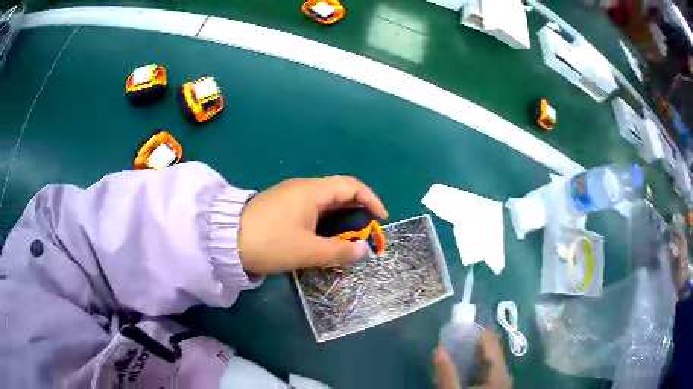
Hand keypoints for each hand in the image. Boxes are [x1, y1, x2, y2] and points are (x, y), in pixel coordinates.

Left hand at [238, 176, 387, 273]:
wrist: (225, 240)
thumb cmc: (270, 242)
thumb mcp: (307, 251)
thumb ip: (339, 252)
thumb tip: (364, 252)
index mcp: (312, 191)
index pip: (352, 186)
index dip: (371, 200)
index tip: (381, 219)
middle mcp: (303, 188)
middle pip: (339, 192)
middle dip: (357, 211)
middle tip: (365, 233)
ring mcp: (290, 195)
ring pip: (324, 202)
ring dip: (340, 217)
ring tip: (347, 238)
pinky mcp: (280, 206)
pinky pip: (311, 208)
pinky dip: (325, 220)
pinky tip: (323, 236)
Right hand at [434, 330, 511, 388]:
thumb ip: (446, 373)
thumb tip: (438, 349)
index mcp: (499, 371)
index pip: (491, 341)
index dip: (476, 331)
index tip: (458, 327)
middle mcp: (504, 373)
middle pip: (491, 350)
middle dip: (472, 343)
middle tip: (452, 340)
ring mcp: (501, 381)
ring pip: (489, 361)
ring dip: (472, 355)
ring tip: (454, 352)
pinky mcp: (496, 387)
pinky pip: (486, 371)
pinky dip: (474, 366)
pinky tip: (462, 370)